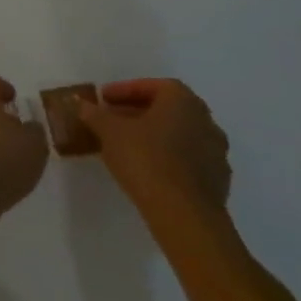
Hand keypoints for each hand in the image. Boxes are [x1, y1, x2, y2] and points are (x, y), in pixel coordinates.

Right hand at [76, 79, 230, 227]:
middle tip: (113, 119)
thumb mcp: (108, 131)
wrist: (184, 215)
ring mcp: (217, 153)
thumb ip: (94, 114)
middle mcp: (206, 122)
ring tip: (127, 145)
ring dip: (155, 135)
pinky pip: (189, 158)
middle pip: (169, 109)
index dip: (126, 90)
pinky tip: (148, 168)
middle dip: (139, 111)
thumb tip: (82, 104)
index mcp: (184, 102)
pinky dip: (168, 156)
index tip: (105, 100)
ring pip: (180, 134)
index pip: (155, 86)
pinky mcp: (218, 181)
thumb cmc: (145, 159)